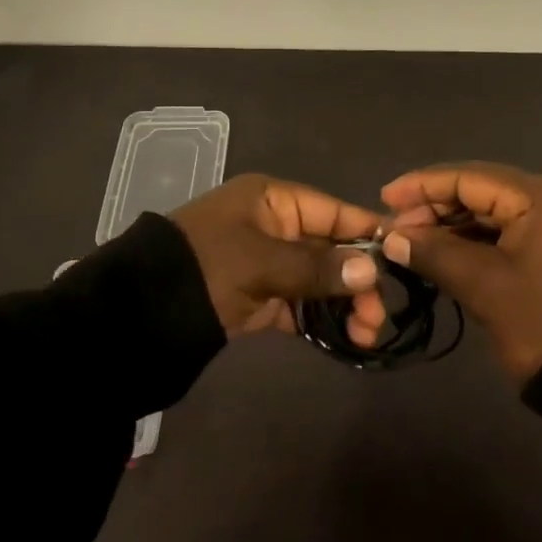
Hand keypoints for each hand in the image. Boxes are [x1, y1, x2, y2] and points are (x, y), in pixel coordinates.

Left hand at [171, 174, 387, 339]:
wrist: (139, 313)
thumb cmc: (205, 268)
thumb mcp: (261, 262)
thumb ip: (317, 266)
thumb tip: (371, 270)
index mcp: (273, 201)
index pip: (333, 211)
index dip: (368, 232)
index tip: (403, 257)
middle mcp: (274, 226)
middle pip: (330, 249)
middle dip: (358, 280)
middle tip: (377, 317)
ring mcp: (266, 264)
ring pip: (319, 280)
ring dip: (344, 305)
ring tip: (366, 336)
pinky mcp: (258, 298)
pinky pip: (300, 305)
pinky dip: (321, 320)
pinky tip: (345, 340)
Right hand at [380, 162, 541, 380]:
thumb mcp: (484, 286)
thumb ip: (435, 253)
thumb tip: (392, 236)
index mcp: (540, 196)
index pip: (468, 177)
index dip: (422, 186)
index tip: (384, 199)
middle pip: (479, 191)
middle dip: (434, 208)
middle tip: (394, 230)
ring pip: (491, 214)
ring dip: (451, 227)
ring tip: (411, 244)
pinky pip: (506, 233)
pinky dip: (473, 243)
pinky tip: (442, 255)